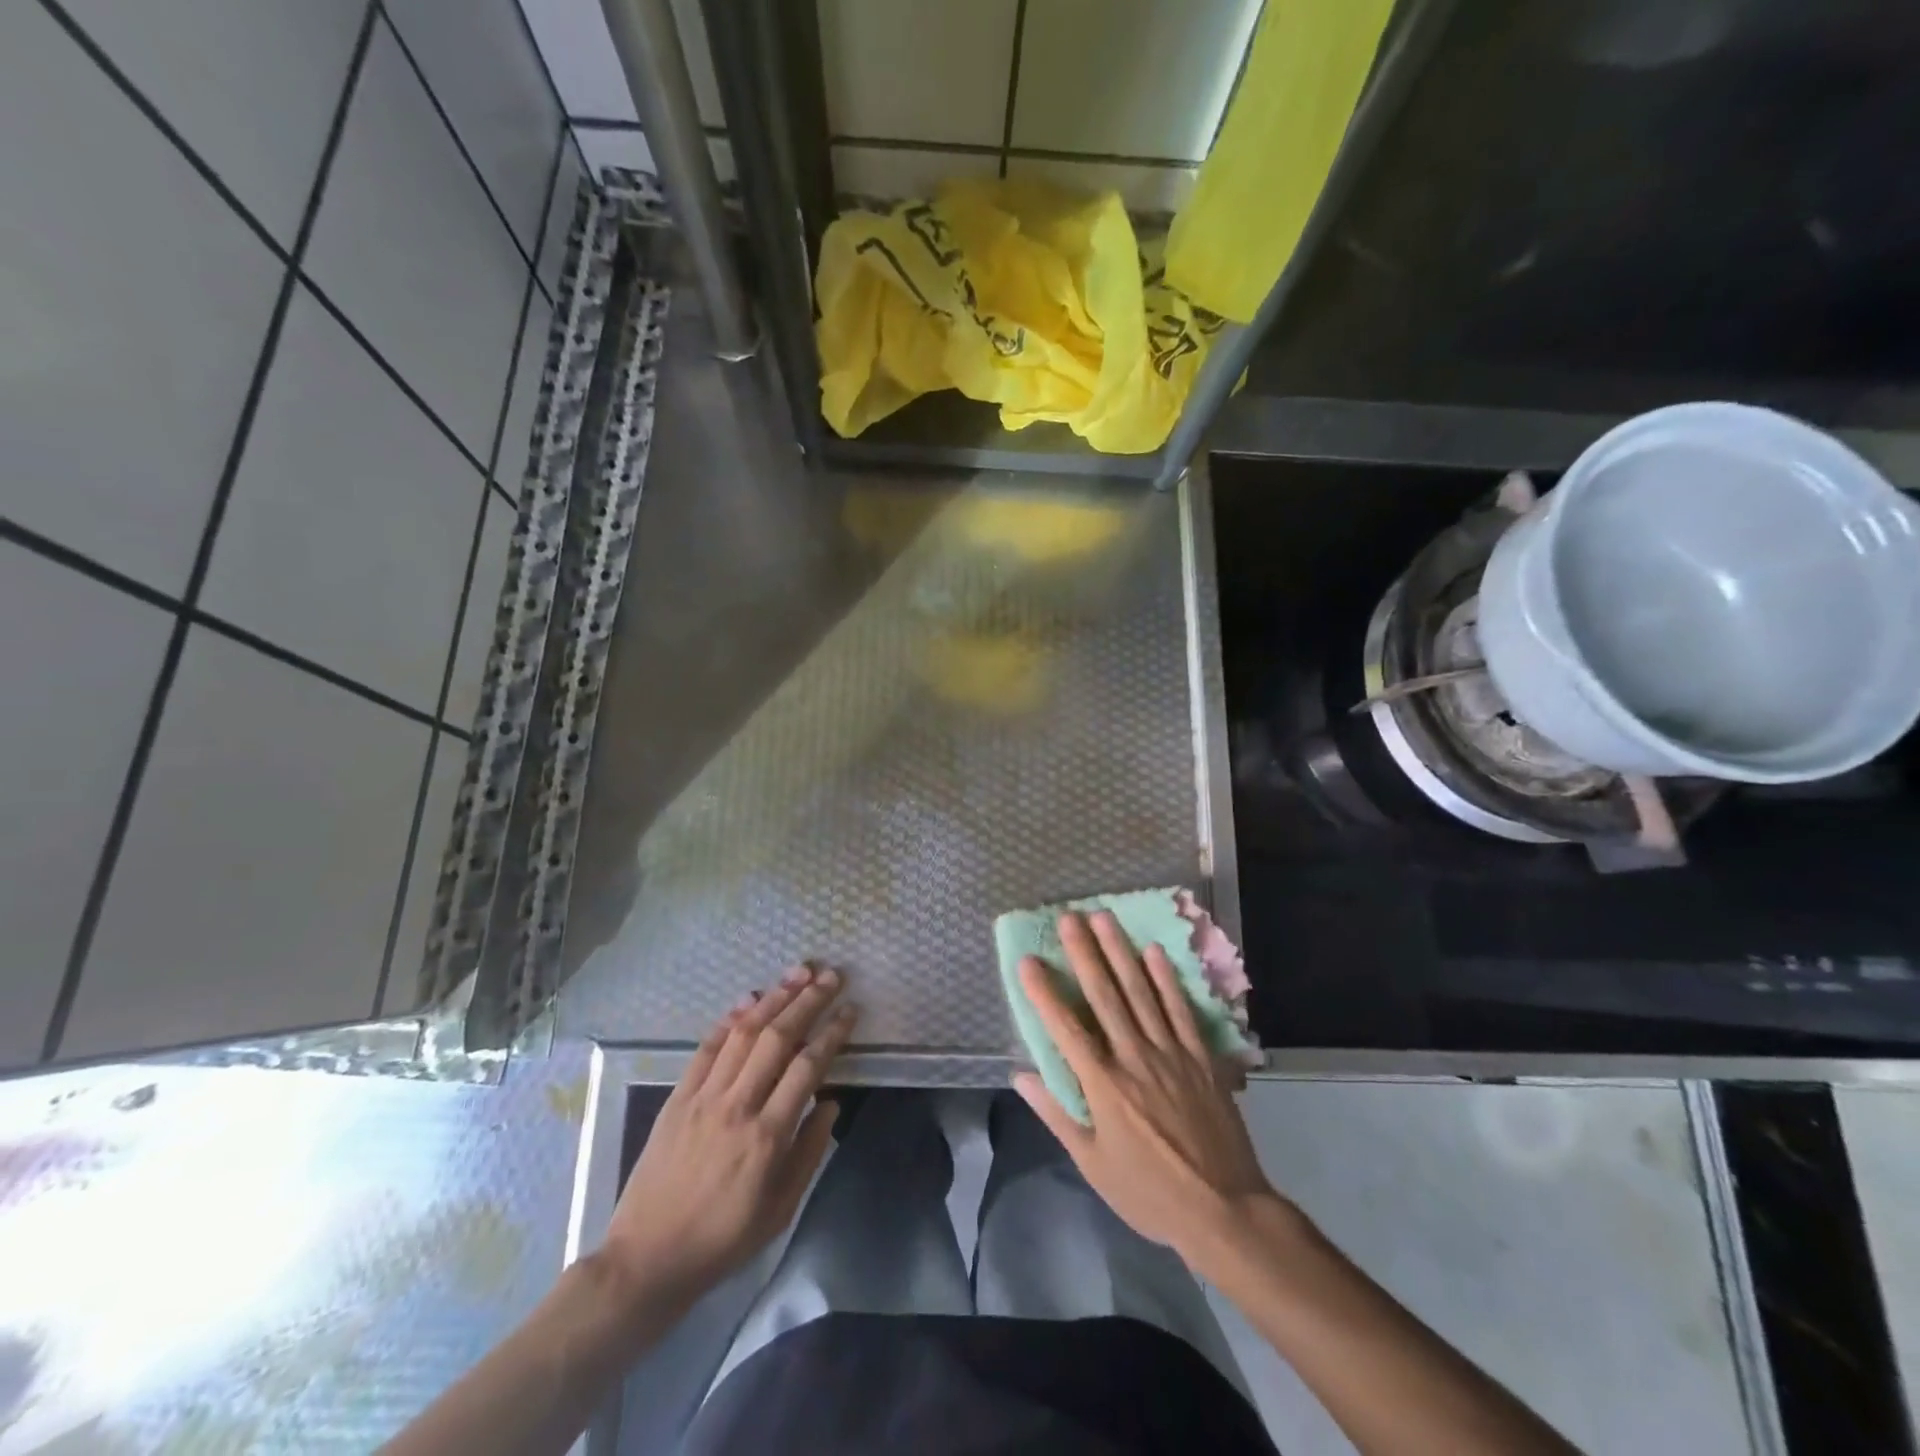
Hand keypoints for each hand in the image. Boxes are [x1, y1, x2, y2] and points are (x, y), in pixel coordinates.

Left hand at [604, 964, 857, 1311]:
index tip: (850, 1010)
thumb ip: (809, 1152)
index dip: (832, 1033)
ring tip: (798, 973)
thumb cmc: (722, 1241)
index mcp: (767, 1137)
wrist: (646, 1259)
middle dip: (808, 1000)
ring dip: (774, 998)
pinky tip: (750, 1000)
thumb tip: (831, 1102)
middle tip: (832, 975)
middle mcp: (737, 1107)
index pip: (808, 1068)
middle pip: (777, 1038)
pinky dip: (730, 1020)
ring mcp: (703, 1098)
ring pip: (743, 1034)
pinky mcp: (678, 1098)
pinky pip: (706, 1049)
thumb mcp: (780, 1210)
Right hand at [1014, 912, 1278, 1262]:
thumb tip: (1022, 1077)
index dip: (1044, 993)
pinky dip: (1167, 980)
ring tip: (1104, 919)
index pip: (1066, 1029)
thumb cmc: (1149, 1192)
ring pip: (1141, 993)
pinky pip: (1181, 1010)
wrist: (1224, 1210)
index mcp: (1104, 1086)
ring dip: (1120, 953)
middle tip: (1069, 917)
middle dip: (1084, 954)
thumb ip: (1057, 1115)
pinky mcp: (1201, 1057)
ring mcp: (1171, 1053)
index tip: (1028, 960)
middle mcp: (1134, 1058)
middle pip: (1104, 997)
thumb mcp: (1093, 1165)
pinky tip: (1154, 952)